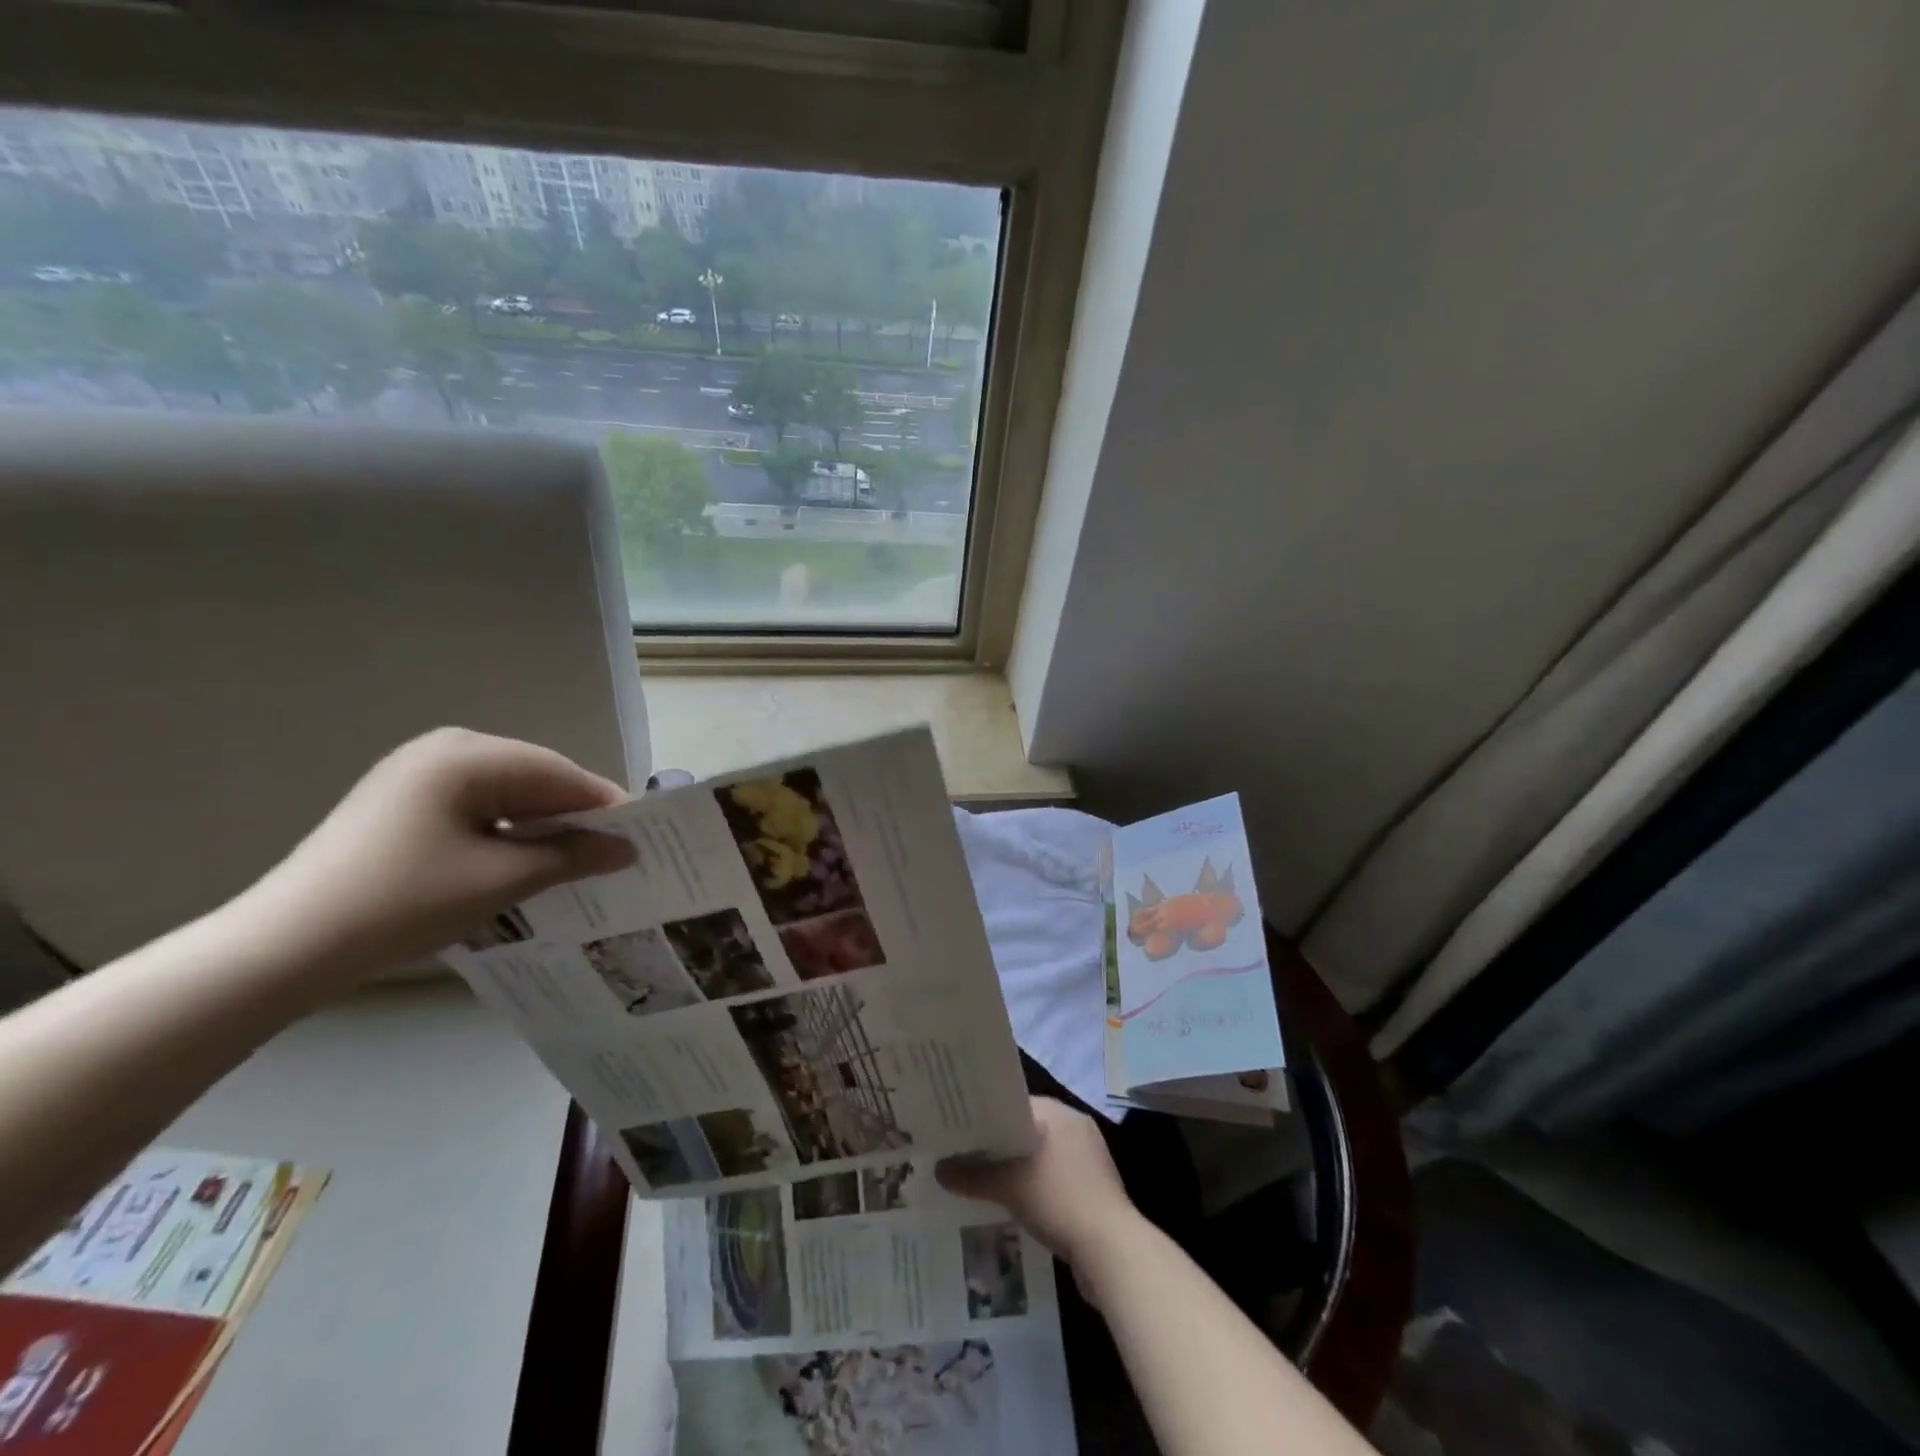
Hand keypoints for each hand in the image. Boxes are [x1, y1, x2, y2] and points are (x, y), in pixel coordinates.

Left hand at [232, 728, 634, 981]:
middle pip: (536, 779)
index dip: (605, 806)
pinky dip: (508, 832)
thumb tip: (627, 849)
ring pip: (508, 794)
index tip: (642, 839)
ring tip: (576, 863)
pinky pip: (478, 807)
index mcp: (468, 755)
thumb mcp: (502, 879)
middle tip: (613, 855)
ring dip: (542, 827)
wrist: (284, 947)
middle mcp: (445, 750)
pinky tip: (525, 862)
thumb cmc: (404, 902)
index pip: (561, 773)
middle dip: (574, 817)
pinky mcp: (403, 803)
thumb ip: (573, 855)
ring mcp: (419, 774)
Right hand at [937, 1096, 1145, 1297]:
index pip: (1015, 1104)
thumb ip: (973, 1176)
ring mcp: (1088, 1161)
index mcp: (1060, 1114)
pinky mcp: (1092, 1191)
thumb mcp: (1010, 1186)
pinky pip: (1053, 1182)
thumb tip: (938, 1170)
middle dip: (997, 1147)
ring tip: (980, 1184)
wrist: (1113, 1253)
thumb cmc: (1061, 1201)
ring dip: (1015, 1171)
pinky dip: (1033, 1191)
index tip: (958, 1130)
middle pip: (1026, 1131)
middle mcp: (1076, 1129)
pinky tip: (1011, 1208)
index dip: (986, 1117)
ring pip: (1039, 1159)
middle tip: (962, 1157)